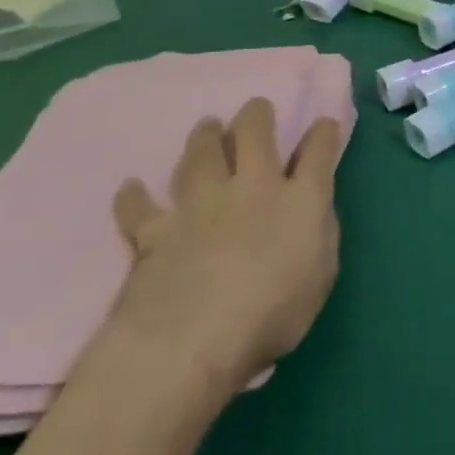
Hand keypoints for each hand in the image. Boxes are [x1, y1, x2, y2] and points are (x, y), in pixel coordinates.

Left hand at [108, 101, 341, 396]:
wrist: (192, 343)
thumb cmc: (272, 316)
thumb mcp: (321, 275)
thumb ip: (319, 233)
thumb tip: (313, 211)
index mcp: (301, 200)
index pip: (318, 152)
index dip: (323, 133)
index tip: (323, 124)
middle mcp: (253, 188)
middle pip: (255, 133)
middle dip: (257, 115)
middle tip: (256, 110)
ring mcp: (201, 205)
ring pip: (201, 154)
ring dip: (204, 136)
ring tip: (207, 127)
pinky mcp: (157, 231)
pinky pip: (140, 207)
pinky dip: (135, 197)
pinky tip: (131, 188)